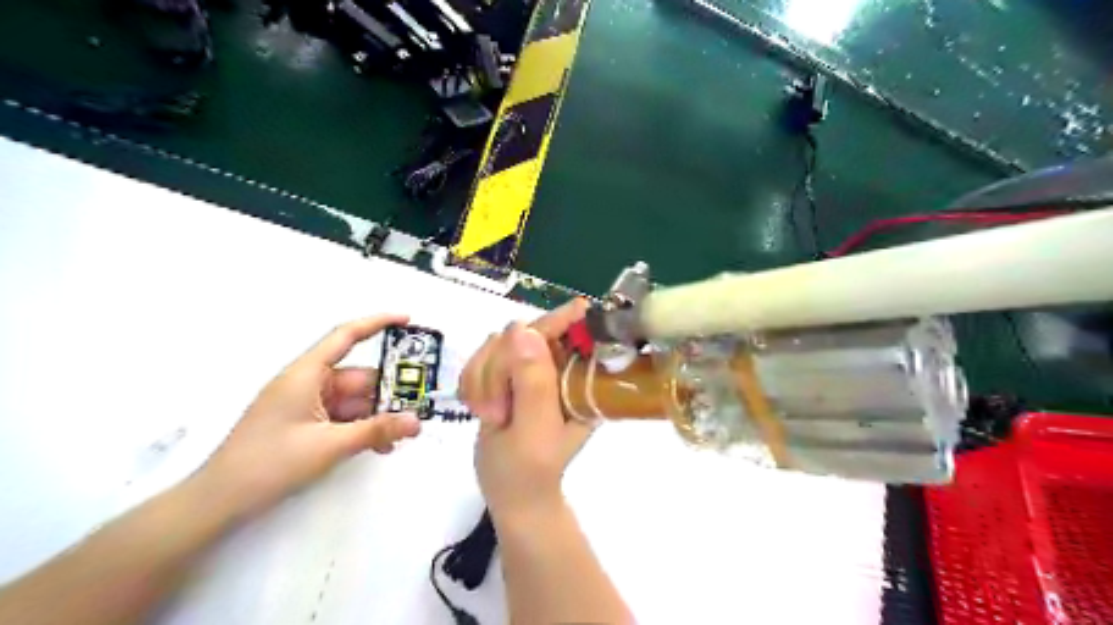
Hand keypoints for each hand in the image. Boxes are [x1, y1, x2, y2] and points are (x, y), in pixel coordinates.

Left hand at [194, 315, 422, 518]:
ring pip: (354, 401)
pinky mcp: (304, 425)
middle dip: (388, 391)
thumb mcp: (329, 446)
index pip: (346, 336)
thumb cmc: (269, 464)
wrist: (218, 503)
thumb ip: (377, 431)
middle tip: (419, 405)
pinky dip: (362, 428)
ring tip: (402, 434)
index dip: (377, 323)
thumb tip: (416, 422)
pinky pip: (343, 418)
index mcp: (306, 374)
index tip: (407, 320)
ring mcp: (305, 406)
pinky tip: (380, 446)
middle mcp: (307, 384)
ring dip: (378, 416)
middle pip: (358, 378)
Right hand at [461, 300, 595, 523]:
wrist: (510, 491)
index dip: (555, 322)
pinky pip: (480, 357)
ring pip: (497, 343)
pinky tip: (480, 408)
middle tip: (498, 411)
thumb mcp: (535, 431)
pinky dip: (473, 382)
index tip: (529, 328)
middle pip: (524, 333)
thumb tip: (523, 329)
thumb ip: (533, 383)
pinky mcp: (507, 371)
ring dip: (484, 379)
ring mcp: (532, 366)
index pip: (572, 332)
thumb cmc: (529, 470)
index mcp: (580, 379)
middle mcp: (559, 365)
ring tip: (493, 416)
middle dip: (501, 368)